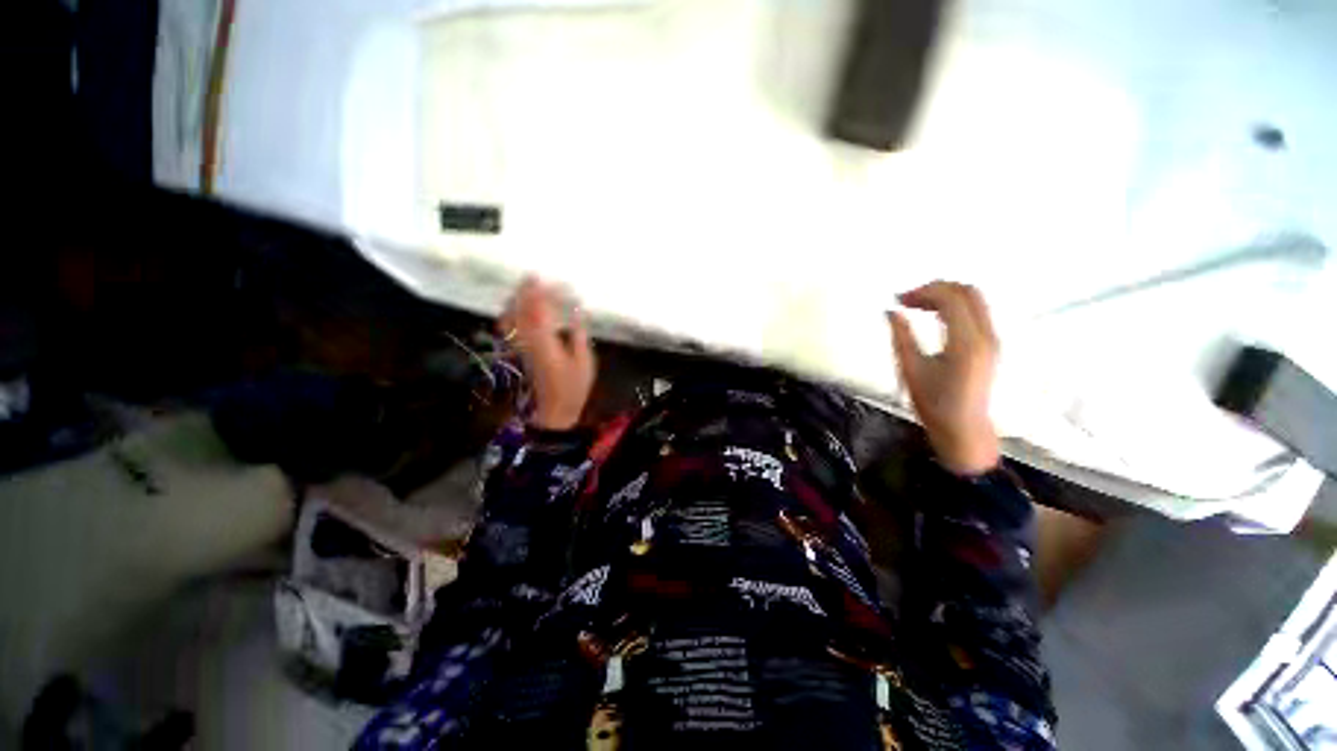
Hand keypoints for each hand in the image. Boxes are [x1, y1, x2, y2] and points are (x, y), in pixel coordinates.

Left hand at [499, 277, 596, 430]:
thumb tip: (578, 310)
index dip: (541, 292)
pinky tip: (517, 311)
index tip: (546, 279)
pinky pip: (508, 329)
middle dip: (524, 291)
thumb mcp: (584, 361)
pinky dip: (510, 315)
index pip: (538, 309)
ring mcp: (519, 347)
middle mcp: (527, 341)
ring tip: (525, 290)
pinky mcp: (517, 353)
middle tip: (532, 277)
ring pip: (510, 318)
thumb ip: (579, 333)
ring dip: (515, 301)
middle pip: (519, 310)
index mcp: (545, 341)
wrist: (553, 411)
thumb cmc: (573, 388)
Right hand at [888, 281, 1000, 474]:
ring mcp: (992, 339)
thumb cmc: (934, 404)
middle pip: (967, 291)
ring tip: (917, 306)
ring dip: (945, 295)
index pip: (951, 298)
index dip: (923, 292)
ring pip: (974, 299)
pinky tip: (933, 315)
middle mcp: (986, 336)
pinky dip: (953, 306)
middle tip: (907, 300)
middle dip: (935, 288)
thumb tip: (891, 312)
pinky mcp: (990, 344)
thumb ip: (901, 337)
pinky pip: (975, 311)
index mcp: (966, 343)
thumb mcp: (911, 370)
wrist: (964, 429)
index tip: (898, 300)